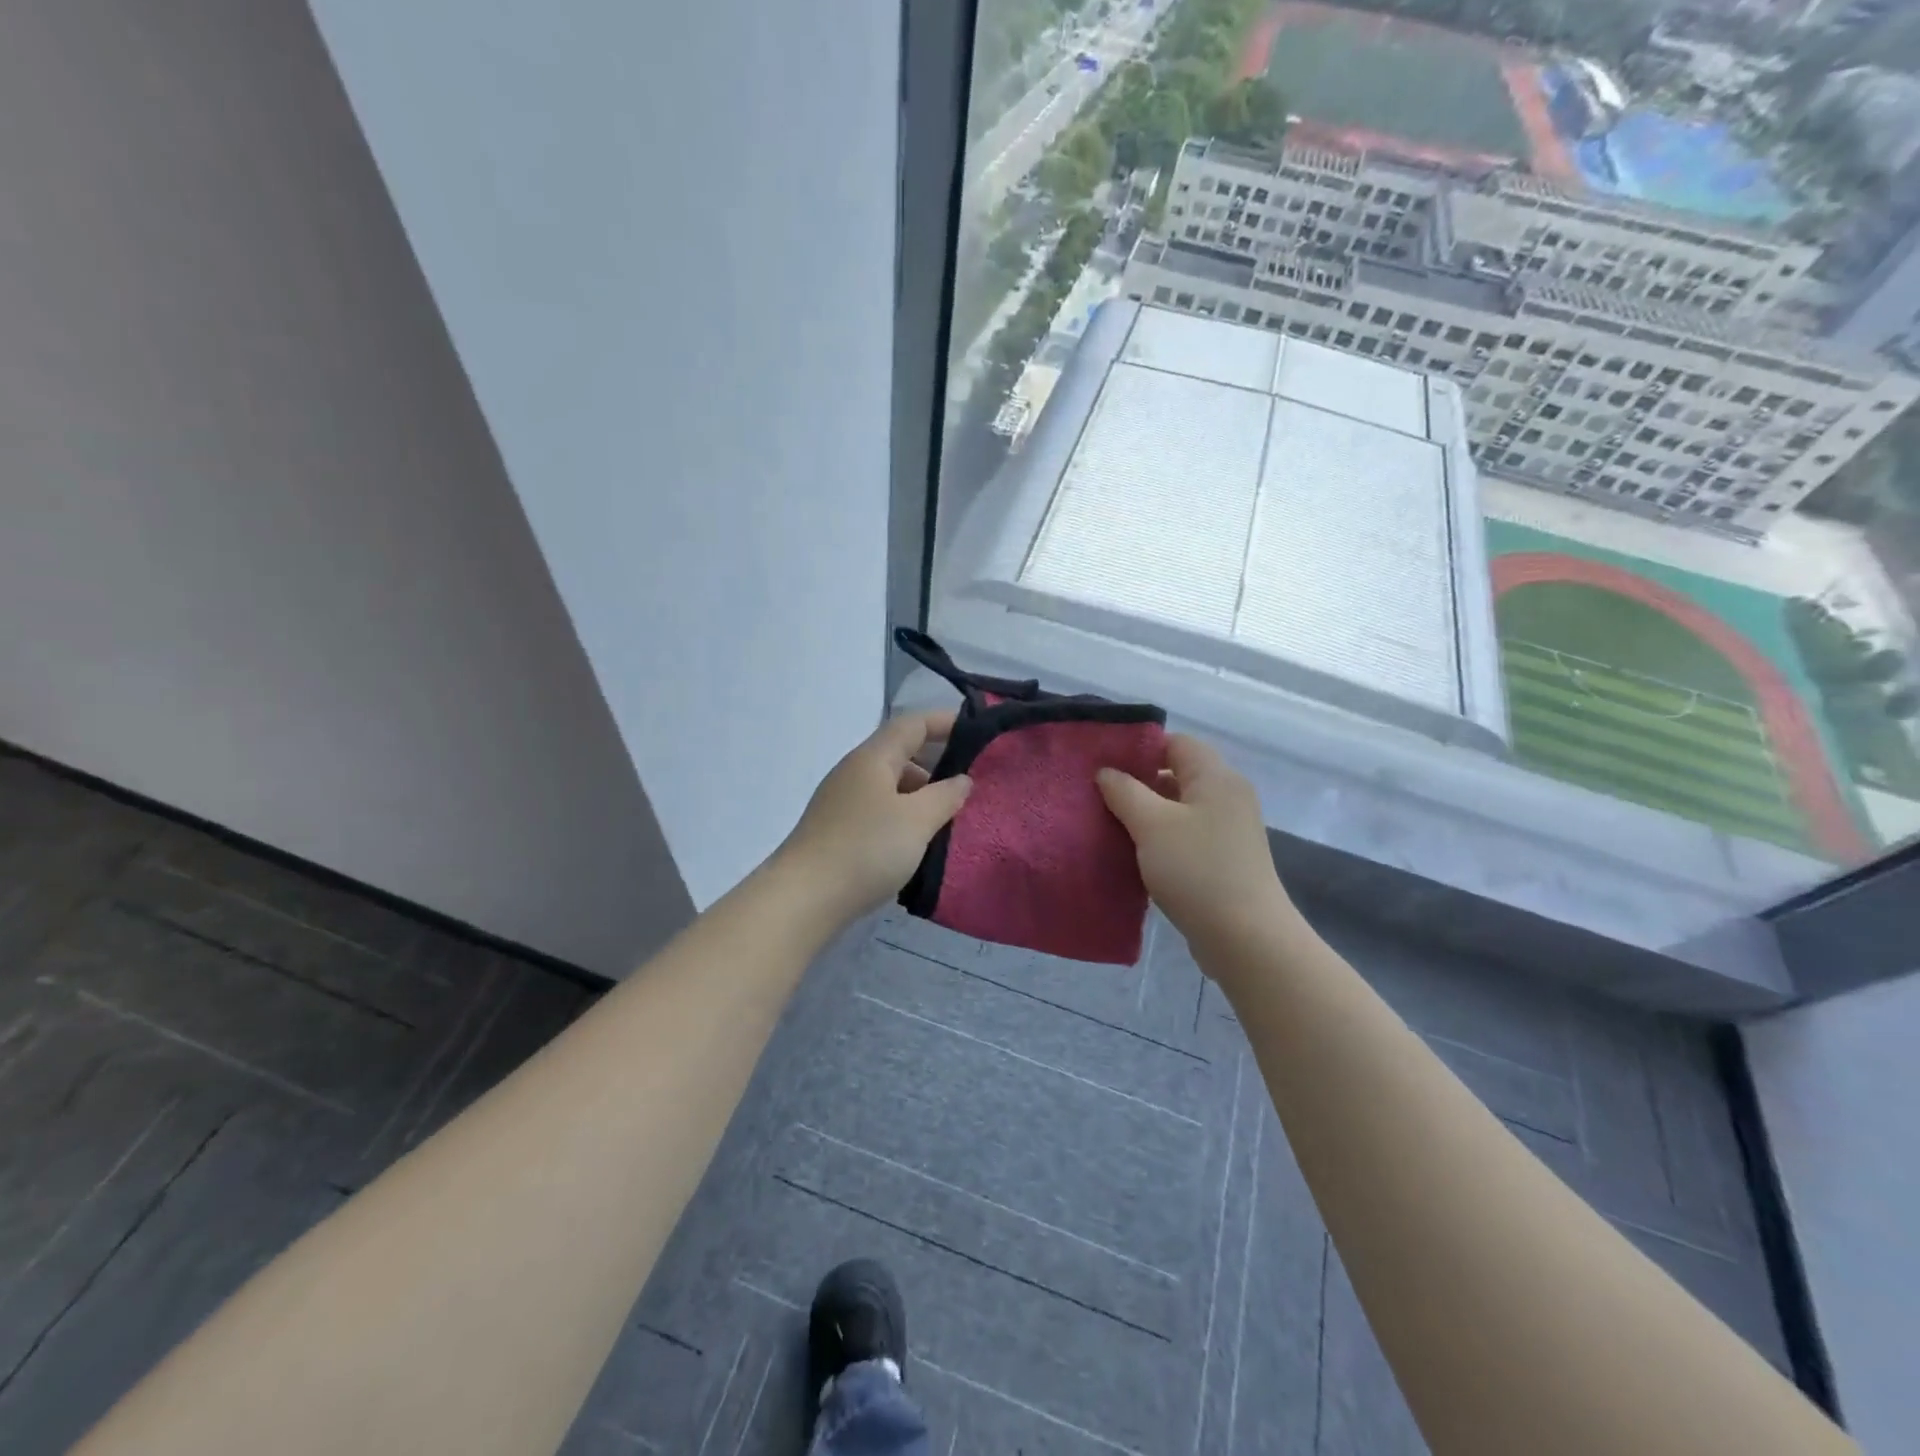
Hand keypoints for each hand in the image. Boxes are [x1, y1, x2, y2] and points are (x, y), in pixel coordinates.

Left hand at [779, 710, 972, 921]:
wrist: (803, 899)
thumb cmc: (866, 849)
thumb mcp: (917, 820)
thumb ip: (946, 795)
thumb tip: (962, 780)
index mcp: (872, 758)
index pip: (912, 724)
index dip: (945, 721)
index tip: (978, 732)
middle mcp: (854, 772)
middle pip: (900, 754)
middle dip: (936, 765)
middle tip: (969, 785)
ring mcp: (841, 802)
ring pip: (890, 787)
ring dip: (920, 796)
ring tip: (948, 820)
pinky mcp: (837, 831)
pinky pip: (879, 812)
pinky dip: (903, 818)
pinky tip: (916, 843)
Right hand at [1097, 734, 1295, 964]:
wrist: (1246, 938)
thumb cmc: (1197, 870)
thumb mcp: (1152, 825)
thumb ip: (1125, 791)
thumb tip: (1107, 772)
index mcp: (1216, 777)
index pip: (1176, 743)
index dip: (1139, 748)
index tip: (1103, 764)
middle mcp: (1228, 796)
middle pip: (1177, 774)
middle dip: (1138, 783)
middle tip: (1099, 796)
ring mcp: (1228, 830)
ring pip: (1179, 808)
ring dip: (1147, 814)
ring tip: (1109, 824)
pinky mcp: (1224, 859)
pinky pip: (1186, 835)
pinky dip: (1161, 838)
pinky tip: (1134, 854)